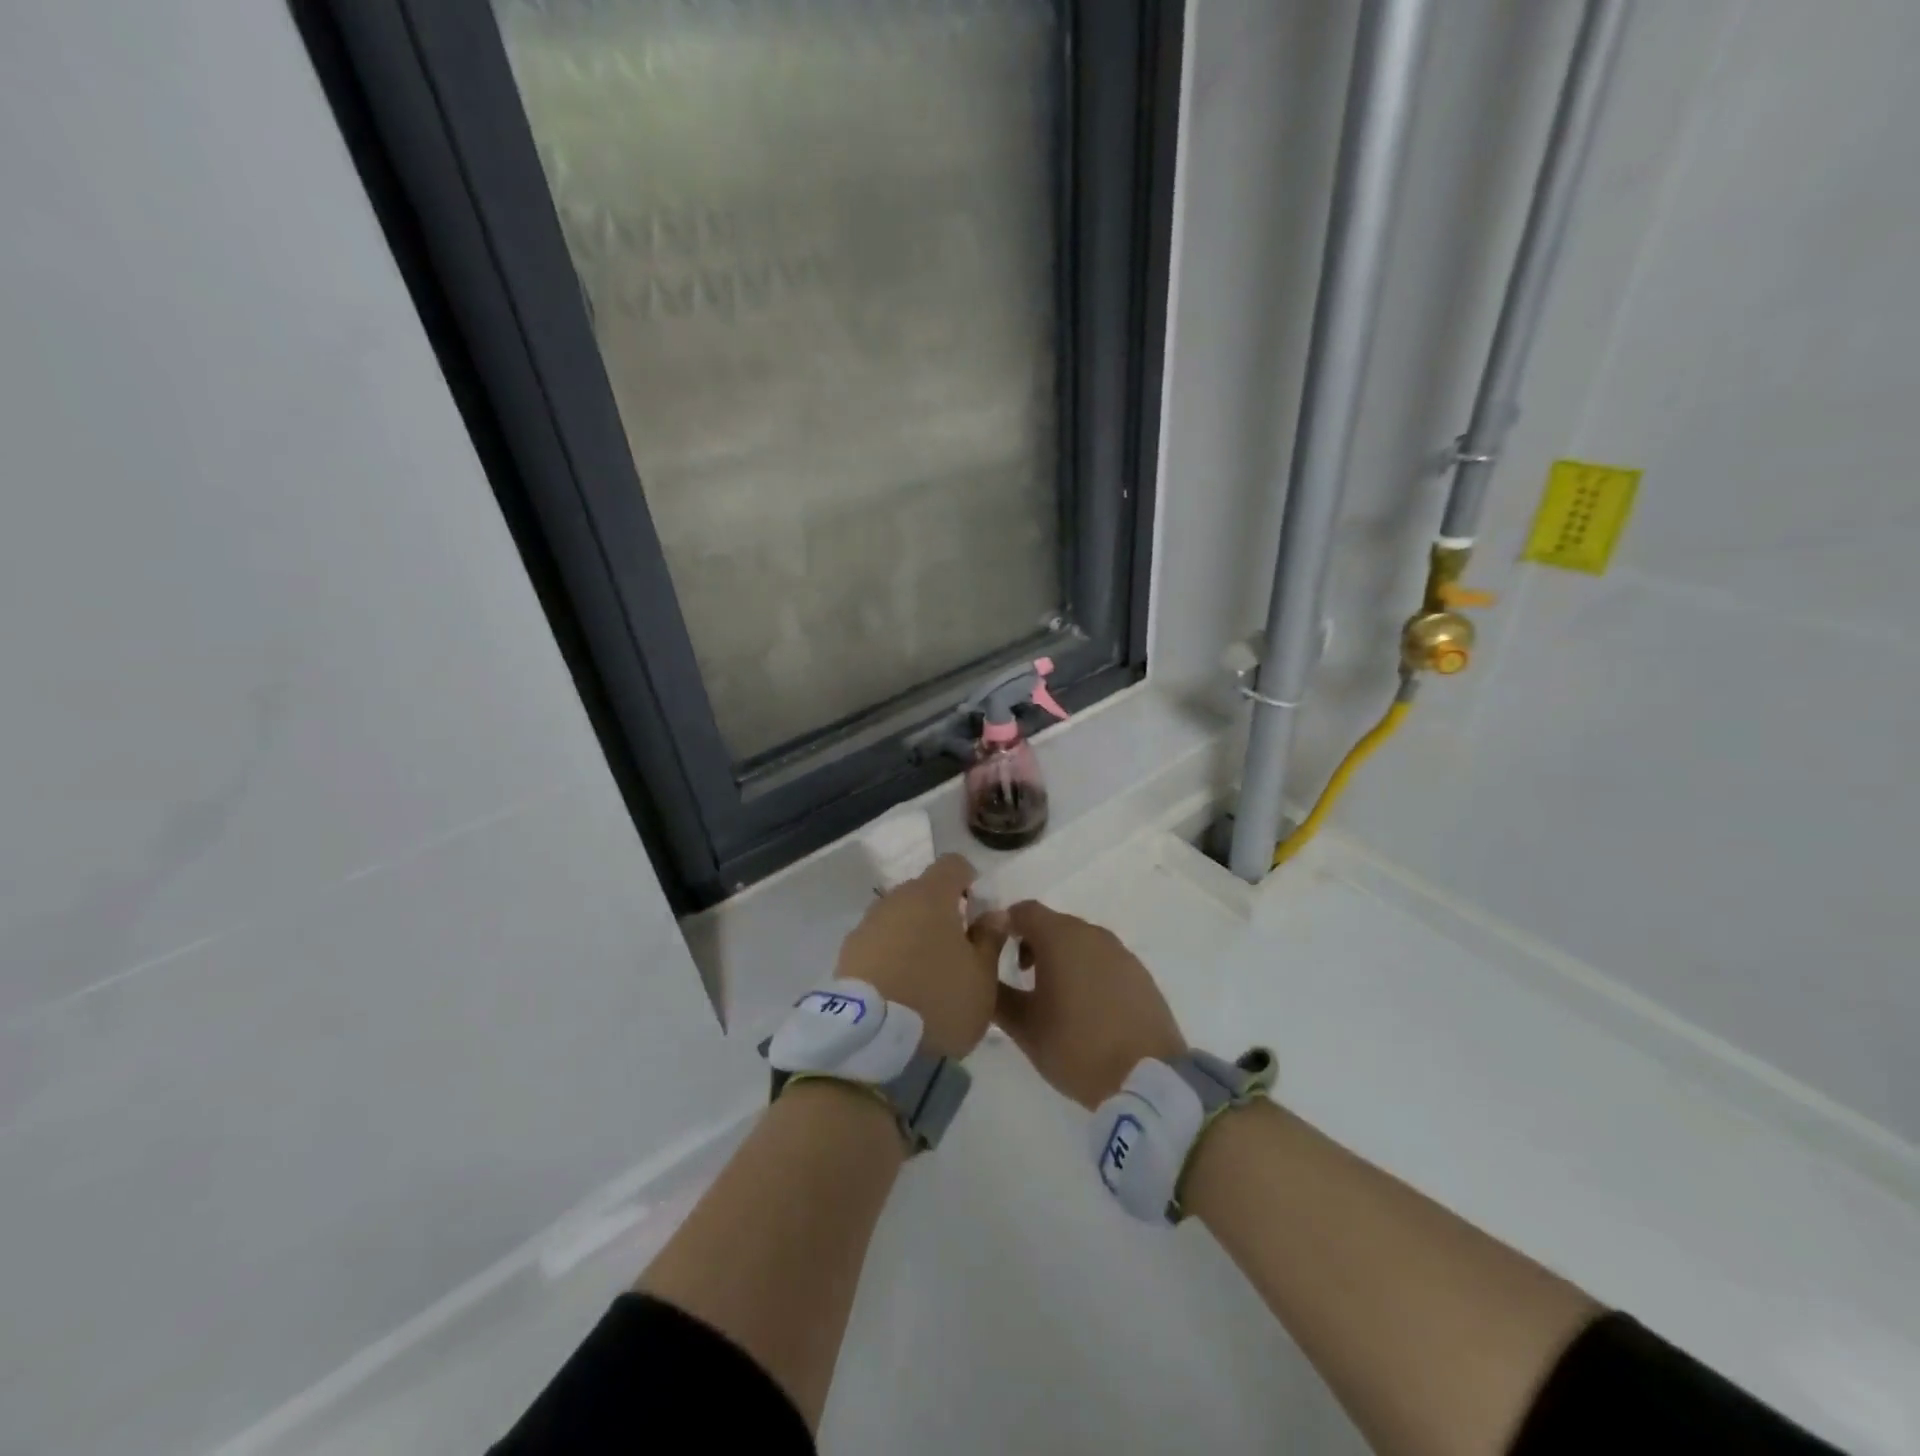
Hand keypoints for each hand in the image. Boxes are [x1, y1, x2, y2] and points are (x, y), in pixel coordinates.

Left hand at [836, 854, 1007, 1060]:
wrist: (870, 1042)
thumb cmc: (938, 1002)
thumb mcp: (982, 978)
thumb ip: (990, 939)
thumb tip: (993, 914)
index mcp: (931, 896)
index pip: (953, 865)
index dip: (968, 880)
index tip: (977, 909)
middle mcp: (894, 900)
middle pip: (923, 892)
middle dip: (941, 912)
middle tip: (956, 949)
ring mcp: (866, 926)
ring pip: (898, 918)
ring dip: (913, 934)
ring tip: (926, 974)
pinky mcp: (846, 954)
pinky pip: (877, 943)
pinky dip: (891, 955)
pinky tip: (900, 988)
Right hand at [992, 902, 1185, 1107]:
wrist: (1148, 1078)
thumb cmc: (1077, 1047)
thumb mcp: (1025, 1027)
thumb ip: (997, 996)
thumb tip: (982, 976)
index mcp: (1060, 937)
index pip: (1023, 911)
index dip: (1003, 925)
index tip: (992, 951)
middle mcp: (1092, 933)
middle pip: (1053, 924)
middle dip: (1032, 943)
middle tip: (1020, 978)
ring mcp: (1121, 952)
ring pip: (1080, 942)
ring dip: (1062, 958)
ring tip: (1054, 997)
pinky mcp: (1140, 974)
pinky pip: (1104, 960)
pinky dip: (1088, 971)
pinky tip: (1087, 1007)